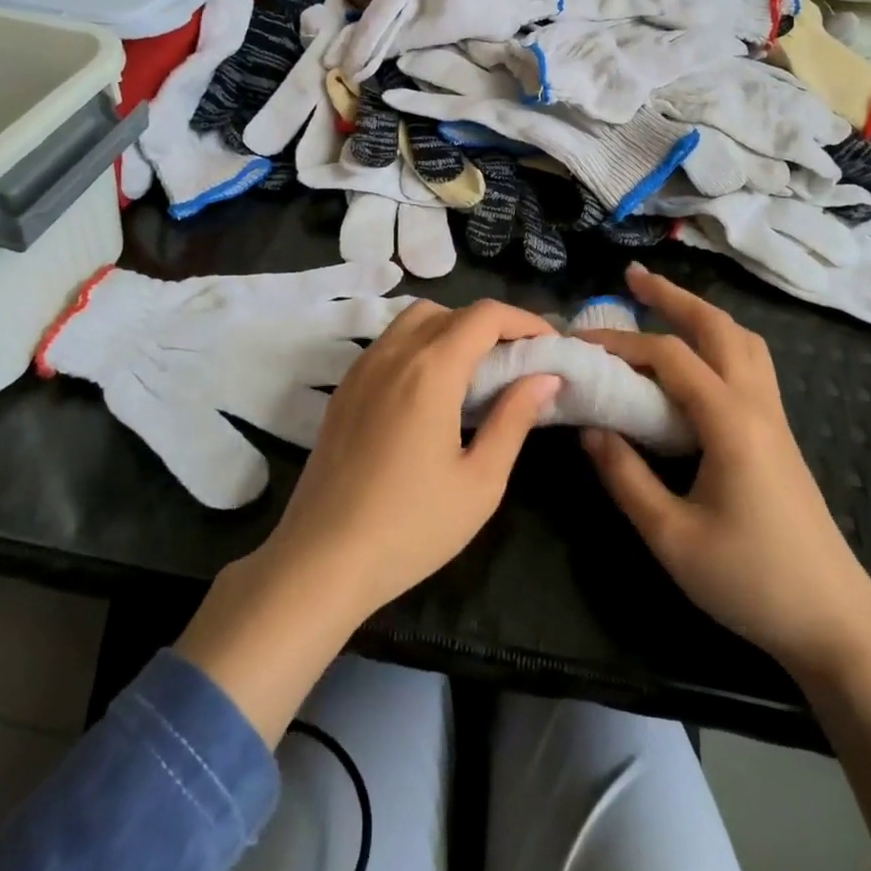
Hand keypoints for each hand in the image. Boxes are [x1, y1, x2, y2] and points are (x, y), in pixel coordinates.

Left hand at [269, 298, 559, 618]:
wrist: (321, 560)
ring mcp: (363, 368)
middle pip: (451, 311)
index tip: (549, 346)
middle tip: (518, 361)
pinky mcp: (345, 388)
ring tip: (477, 372)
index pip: (485, 316)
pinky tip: (432, 389)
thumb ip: (514, 419)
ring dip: (453, 329)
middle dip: (492, 325)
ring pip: (415, 320)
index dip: (524, 321)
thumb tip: (544, 377)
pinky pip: (390, 343)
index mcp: (431, 369)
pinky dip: (421, 344)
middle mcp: (394, 353)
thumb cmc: (411, 526)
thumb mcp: (480, 481)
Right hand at [576, 264, 870, 683]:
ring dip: (702, 313)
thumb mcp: (671, 537)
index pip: (670, 357)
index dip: (622, 343)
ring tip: (666, 305)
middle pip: (717, 327)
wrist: (836, 623)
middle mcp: (756, 405)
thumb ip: (625, 477)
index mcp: (730, 421)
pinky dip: (721, 340)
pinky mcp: (779, 435)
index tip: (581, 342)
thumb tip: (590, 428)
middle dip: (673, 296)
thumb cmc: (751, 581)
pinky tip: (699, 359)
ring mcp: (774, 417)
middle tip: (633, 277)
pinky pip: (751, 364)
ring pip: (742, 341)